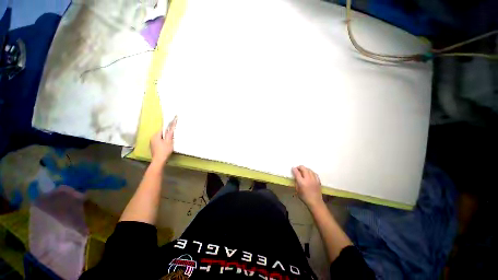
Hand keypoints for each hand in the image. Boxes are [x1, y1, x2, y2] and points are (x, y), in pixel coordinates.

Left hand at [150, 116, 176, 163]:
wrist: (159, 160)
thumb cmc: (164, 150)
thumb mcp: (169, 141)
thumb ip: (170, 134)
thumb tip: (172, 127)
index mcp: (155, 136)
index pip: (162, 129)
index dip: (168, 128)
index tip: (172, 127)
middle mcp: (152, 138)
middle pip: (161, 134)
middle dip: (167, 134)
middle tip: (173, 135)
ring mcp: (152, 143)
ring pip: (160, 138)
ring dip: (165, 138)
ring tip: (171, 140)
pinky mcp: (153, 147)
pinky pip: (159, 142)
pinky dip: (163, 142)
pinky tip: (167, 145)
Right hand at [292, 166, 323, 209]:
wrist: (315, 202)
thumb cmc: (304, 197)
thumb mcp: (297, 190)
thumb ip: (296, 182)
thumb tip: (296, 177)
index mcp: (302, 182)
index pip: (297, 173)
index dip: (294, 169)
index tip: (293, 168)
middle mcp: (308, 179)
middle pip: (304, 169)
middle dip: (300, 167)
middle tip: (297, 168)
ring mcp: (314, 179)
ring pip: (309, 170)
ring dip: (305, 169)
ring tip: (303, 170)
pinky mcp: (318, 181)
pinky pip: (314, 173)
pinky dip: (311, 172)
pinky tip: (309, 173)